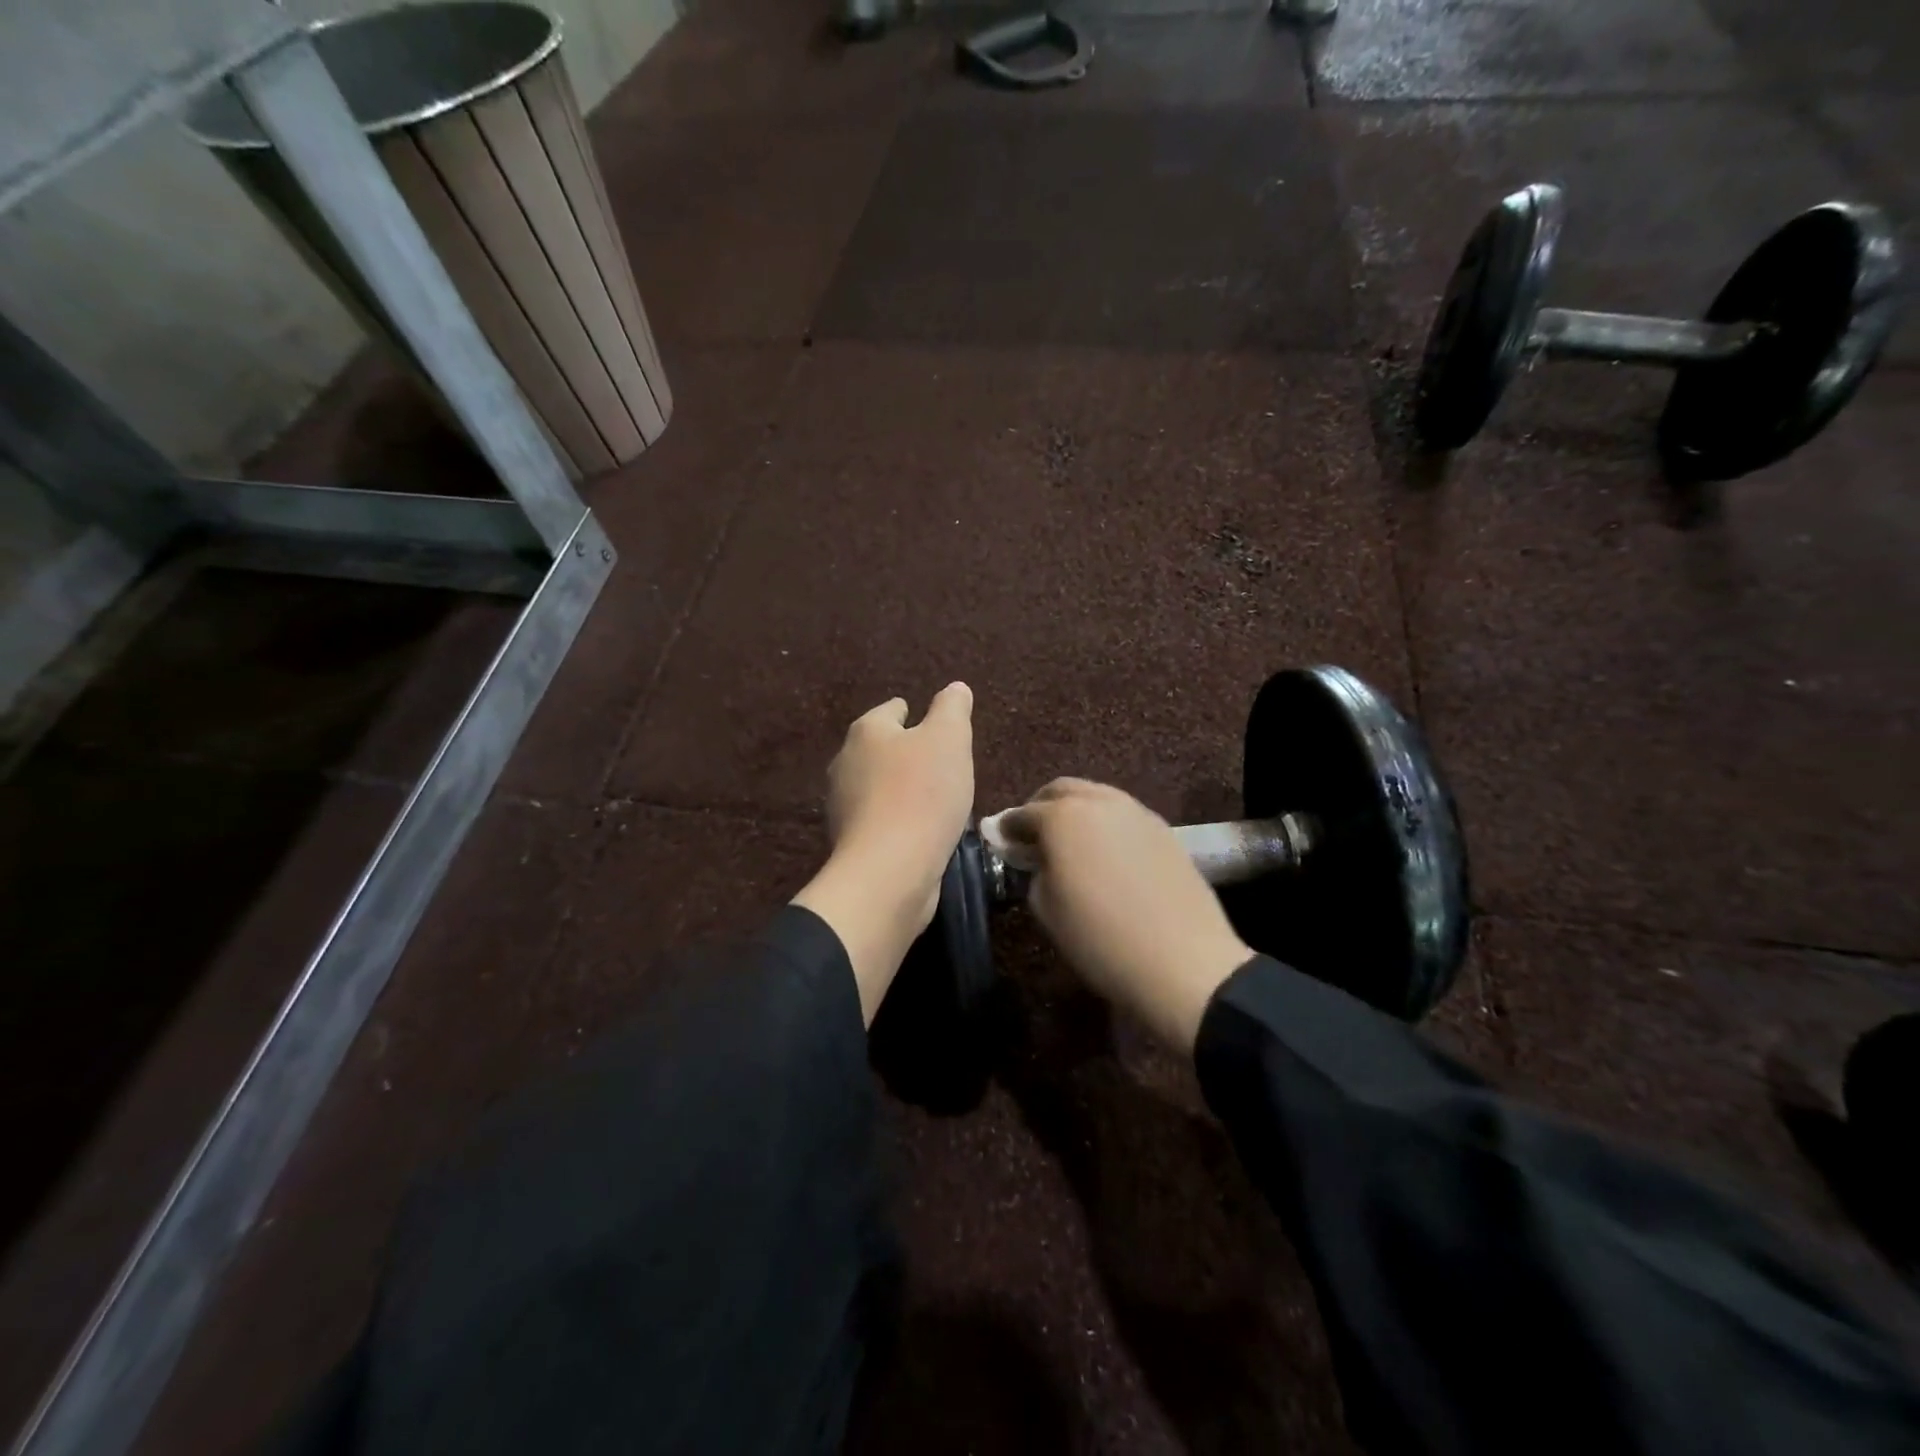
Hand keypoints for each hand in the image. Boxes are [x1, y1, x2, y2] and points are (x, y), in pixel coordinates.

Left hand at [793, 684, 974, 1023]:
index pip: (892, 710)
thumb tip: (955, 687)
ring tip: (936, 798)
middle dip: (907, 752)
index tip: (934, 725)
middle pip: (881, 748)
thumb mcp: (949, 740)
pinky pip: (880, 819)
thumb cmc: (922, 794)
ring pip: (878, 785)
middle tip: (941, 762)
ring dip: (902, 788)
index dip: (914, 713)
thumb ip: (952, 709)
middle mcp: (846, 762)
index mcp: (866, 731)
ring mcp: (844, 805)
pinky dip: (899, 819)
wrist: (890, 870)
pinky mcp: (852, 842)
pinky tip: (922, 830)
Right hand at [994, 779, 1252, 1053]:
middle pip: (1061, 790)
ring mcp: (1135, 811)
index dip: (1007, 828)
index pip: (1023, 814)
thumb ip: (1034, 872)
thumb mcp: (1047, 909)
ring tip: (1070, 844)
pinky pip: (1122, 814)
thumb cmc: (1100, 939)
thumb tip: (1038, 859)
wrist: (1183, 961)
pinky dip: (1104, 823)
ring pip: (1095, 797)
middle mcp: (1098, 801)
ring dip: (1076, 811)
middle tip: (1033, 836)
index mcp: (1062, 817)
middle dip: (1042, 808)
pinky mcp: (1162, 828)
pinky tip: (1104, 853)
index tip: (999, 842)